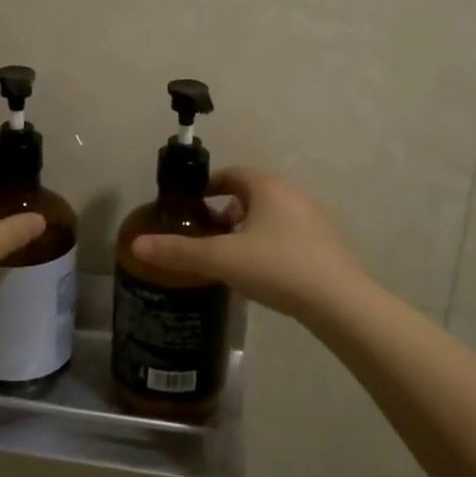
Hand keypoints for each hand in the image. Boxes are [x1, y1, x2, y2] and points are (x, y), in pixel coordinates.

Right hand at [130, 167, 371, 322]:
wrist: (339, 302)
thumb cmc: (276, 267)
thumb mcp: (221, 259)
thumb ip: (178, 252)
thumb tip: (137, 245)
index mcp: (266, 186)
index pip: (230, 174)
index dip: (206, 187)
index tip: (189, 208)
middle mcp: (291, 194)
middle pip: (249, 193)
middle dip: (224, 210)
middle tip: (205, 234)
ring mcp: (312, 218)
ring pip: (269, 214)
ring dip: (246, 227)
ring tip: (228, 255)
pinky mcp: (324, 243)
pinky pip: (286, 232)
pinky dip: (267, 242)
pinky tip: (260, 271)